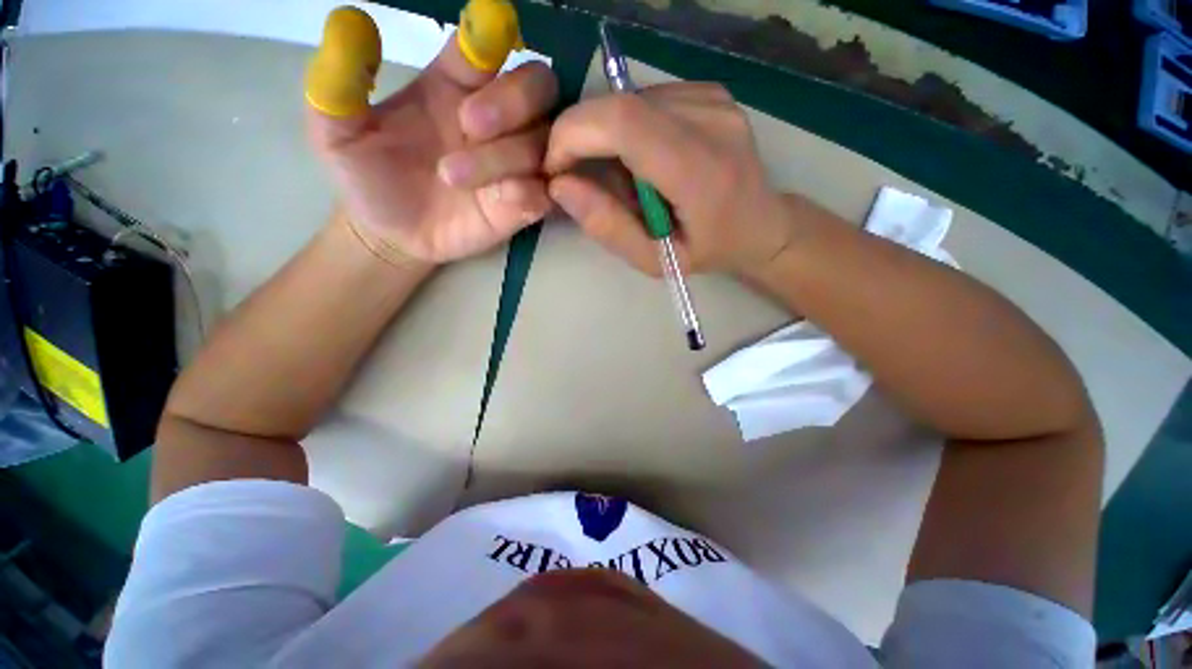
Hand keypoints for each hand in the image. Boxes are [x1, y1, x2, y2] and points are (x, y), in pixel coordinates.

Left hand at [307, 34, 557, 264]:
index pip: (485, 48)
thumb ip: (339, 82)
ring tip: (452, 176)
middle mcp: (494, 121)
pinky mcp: (522, 205)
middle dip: (513, 98)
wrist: (391, 234)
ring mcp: (513, 166)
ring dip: (505, 156)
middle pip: (538, 87)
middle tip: (469, 123)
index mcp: (452, 86)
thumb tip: (349, 22)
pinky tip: (503, 200)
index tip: (489, 25)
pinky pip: (544, 193)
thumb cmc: (369, 176)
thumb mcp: (338, 130)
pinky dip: (530, 193)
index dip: (491, 35)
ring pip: (540, 144)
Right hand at [544, 83, 790, 276]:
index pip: (622, 123)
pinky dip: (628, 128)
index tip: (556, 169)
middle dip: (579, 135)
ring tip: (623, 176)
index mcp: (701, 171)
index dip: (573, 135)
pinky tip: (644, 158)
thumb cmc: (707, 251)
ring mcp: (714, 99)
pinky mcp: (710, 91)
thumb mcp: (653, 260)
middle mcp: (711, 120)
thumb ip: (608, 226)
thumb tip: (560, 186)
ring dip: (605, 136)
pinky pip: (646, 101)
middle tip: (576, 174)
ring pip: (628, 100)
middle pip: (619, 104)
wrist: (761, 225)